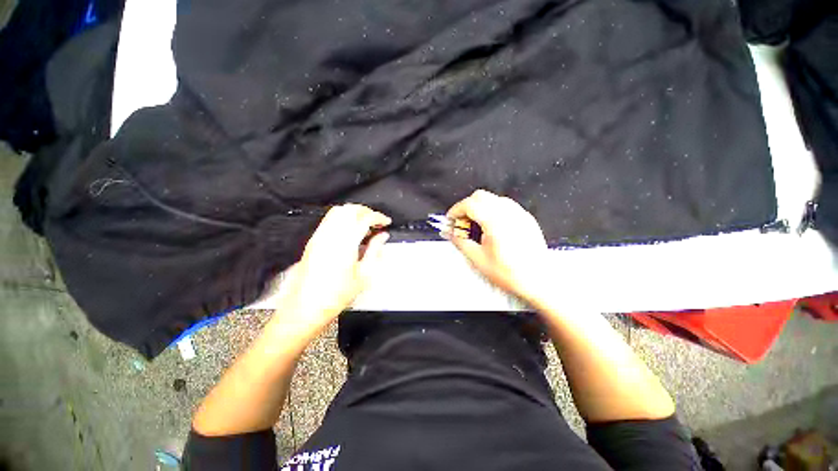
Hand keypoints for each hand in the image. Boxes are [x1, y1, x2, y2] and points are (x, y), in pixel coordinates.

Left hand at [271, 204, 389, 337]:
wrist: (306, 307)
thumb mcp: (364, 275)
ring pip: (338, 211)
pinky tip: (350, 232)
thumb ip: (375, 251)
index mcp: (345, 244)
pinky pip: (329, 220)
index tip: (386, 222)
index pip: (364, 218)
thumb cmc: (336, 296)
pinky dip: (343, 218)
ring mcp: (319, 236)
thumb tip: (383, 236)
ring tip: (365, 225)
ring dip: (354, 213)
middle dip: (366, 211)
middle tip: (376, 221)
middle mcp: (330, 235)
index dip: (378, 217)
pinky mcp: (313, 240)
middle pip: (349, 209)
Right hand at [446, 190, 547, 302]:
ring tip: (476, 226)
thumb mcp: (478, 259)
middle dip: (466, 207)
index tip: (450, 221)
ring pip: (493, 199)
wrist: (539, 281)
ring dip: (479, 207)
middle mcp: (508, 211)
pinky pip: (505, 205)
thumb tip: (448, 232)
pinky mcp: (526, 218)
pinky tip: (492, 228)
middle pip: (480, 196)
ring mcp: (519, 213)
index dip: (455, 210)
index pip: (470, 204)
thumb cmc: (507, 273)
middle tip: (461, 224)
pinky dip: (492, 210)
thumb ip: (460, 241)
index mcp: (495, 221)